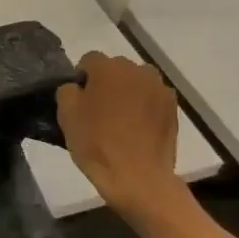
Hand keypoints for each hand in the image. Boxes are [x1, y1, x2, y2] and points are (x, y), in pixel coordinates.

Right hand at [55, 53, 186, 223]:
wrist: (137, 177)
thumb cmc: (97, 143)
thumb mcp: (66, 115)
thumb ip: (67, 90)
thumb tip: (77, 87)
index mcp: (109, 68)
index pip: (89, 60)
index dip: (81, 78)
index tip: (79, 99)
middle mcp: (137, 70)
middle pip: (116, 68)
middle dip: (106, 82)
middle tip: (98, 108)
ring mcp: (159, 89)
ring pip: (136, 82)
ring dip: (127, 92)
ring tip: (120, 118)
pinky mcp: (173, 108)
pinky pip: (152, 98)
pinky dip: (144, 106)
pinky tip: (137, 128)